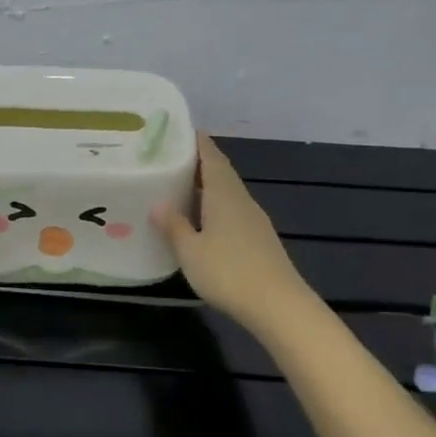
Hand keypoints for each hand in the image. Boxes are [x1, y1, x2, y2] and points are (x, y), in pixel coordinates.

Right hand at [153, 135, 311, 329]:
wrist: (278, 306)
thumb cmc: (229, 272)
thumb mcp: (190, 250)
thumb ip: (174, 225)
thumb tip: (158, 203)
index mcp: (224, 193)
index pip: (211, 156)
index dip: (197, 141)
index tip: (180, 130)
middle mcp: (241, 199)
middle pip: (221, 172)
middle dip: (199, 162)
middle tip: (172, 158)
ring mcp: (254, 220)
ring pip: (228, 192)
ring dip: (208, 185)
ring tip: (182, 186)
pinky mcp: (259, 239)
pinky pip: (233, 210)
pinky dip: (216, 206)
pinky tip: (204, 220)